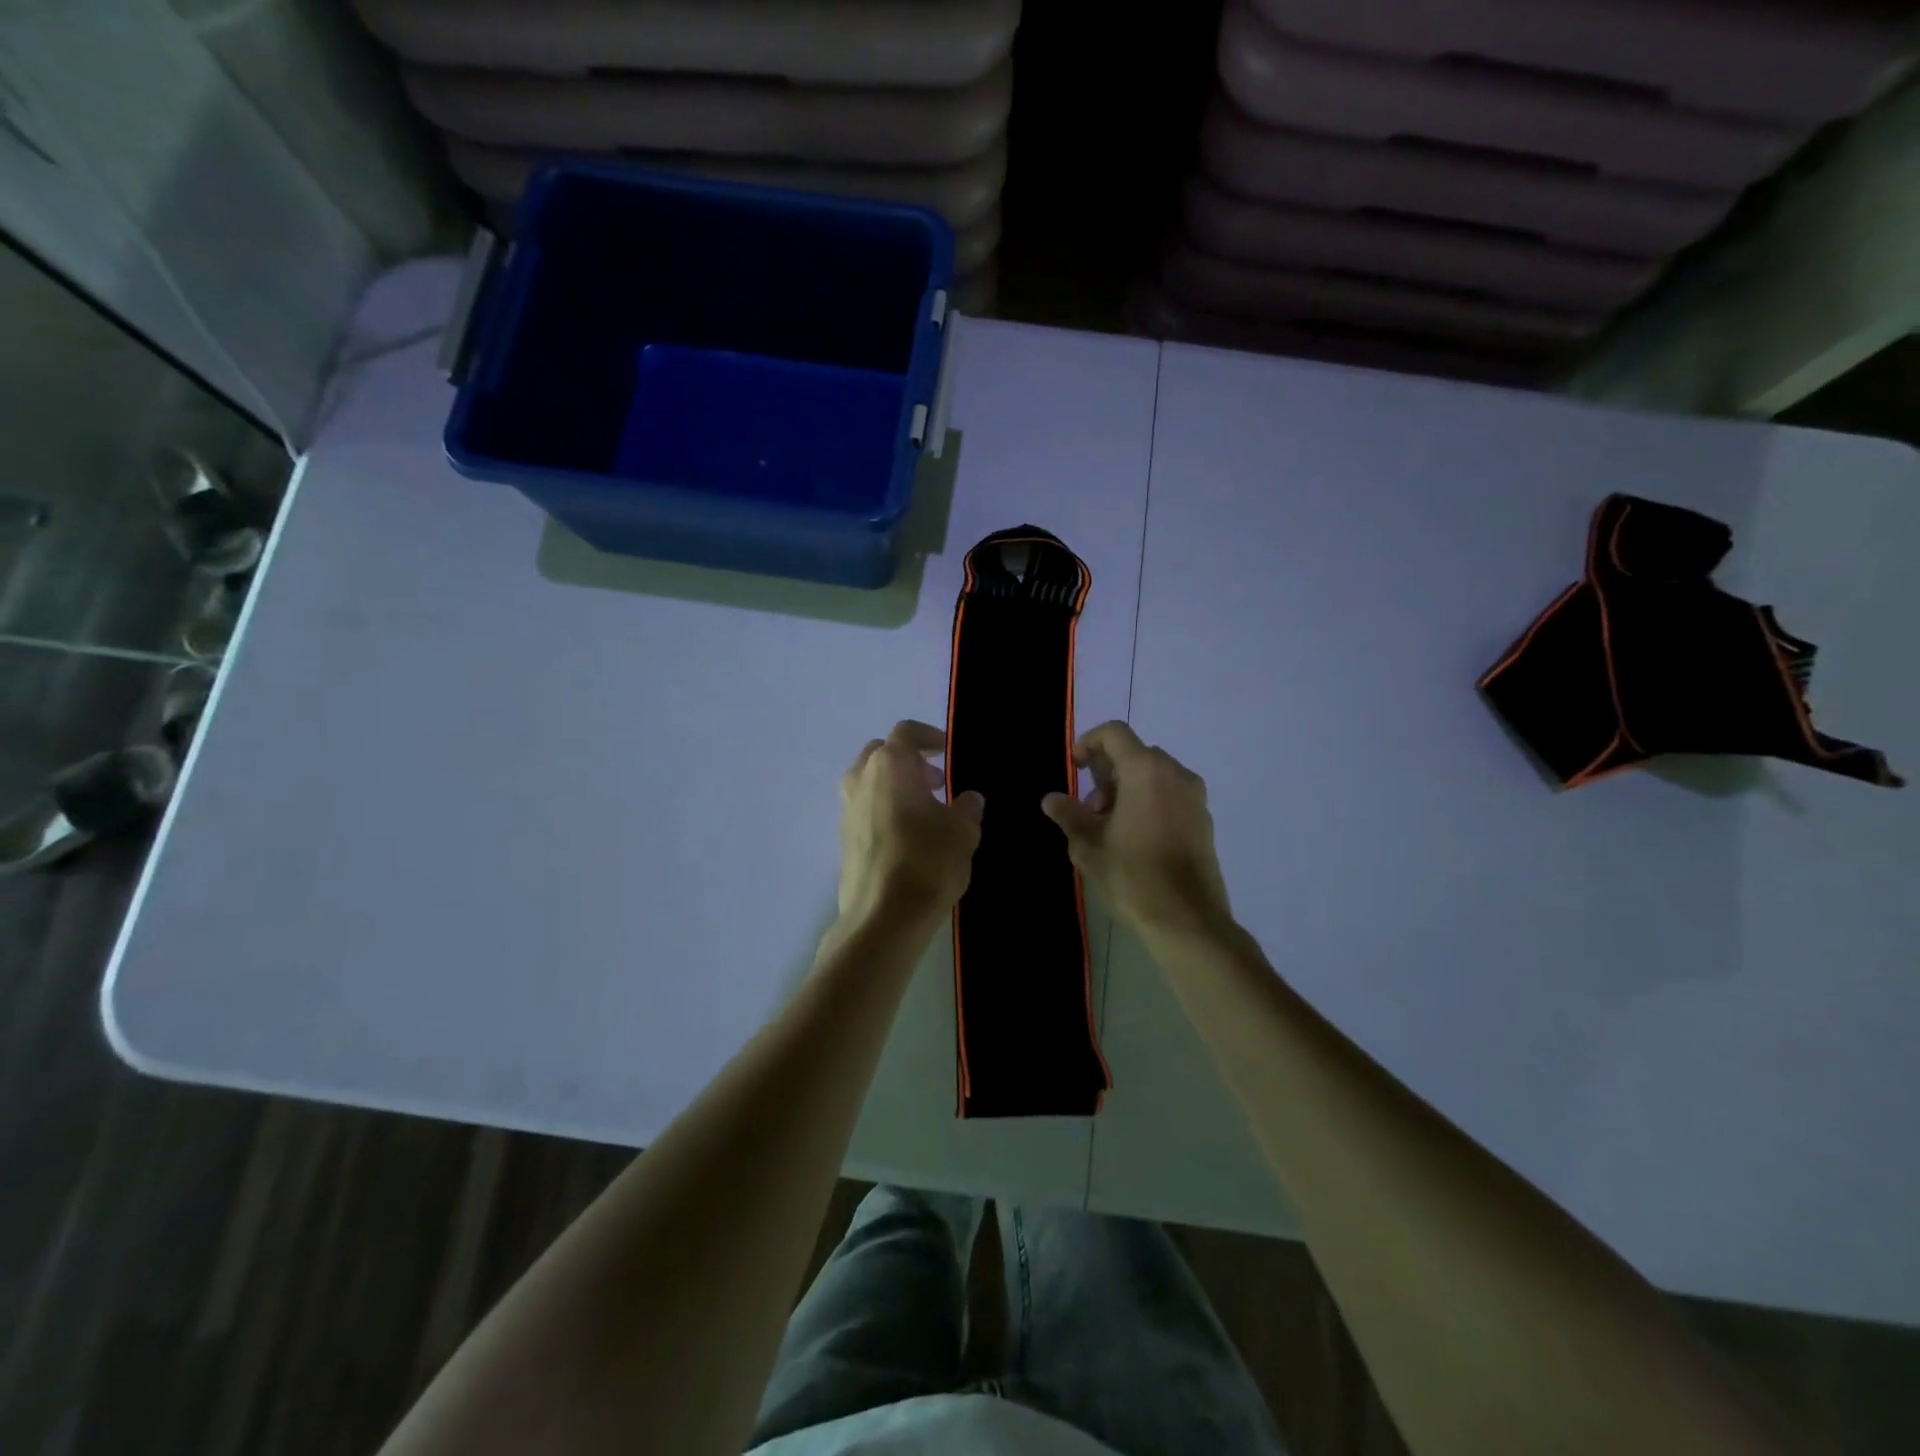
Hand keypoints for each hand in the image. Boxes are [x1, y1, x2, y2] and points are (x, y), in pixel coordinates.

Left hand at [835, 720, 984, 932]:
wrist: (882, 917)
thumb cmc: (927, 862)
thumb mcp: (963, 832)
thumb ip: (967, 808)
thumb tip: (968, 799)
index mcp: (890, 765)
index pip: (906, 732)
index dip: (929, 736)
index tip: (947, 751)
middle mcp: (861, 779)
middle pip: (882, 753)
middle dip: (909, 761)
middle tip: (937, 782)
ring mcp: (847, 809)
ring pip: (869, 781)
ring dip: (895, 786)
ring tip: (925, 811)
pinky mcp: (843, 837)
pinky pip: (865, 808)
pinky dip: (884, 809)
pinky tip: (907, 836)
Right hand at [1042, 722, 1232, 939]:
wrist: (1187, 920)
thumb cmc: (1132, 876)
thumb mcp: (1088, 846)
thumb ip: (1069, 815)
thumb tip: (1051, 799)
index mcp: (1146, 771)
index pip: (1115, 733)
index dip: (1089, 742)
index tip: (1076, 769)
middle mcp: (1176, 774)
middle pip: (1135, 754)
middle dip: (1107, 775)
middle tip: (1091, 811)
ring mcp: (1195, 797)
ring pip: (1154, 776)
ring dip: (1127, 789)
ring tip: (1110, 829)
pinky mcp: (1204, 820)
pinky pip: (1171, 795)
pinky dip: (1149, 802)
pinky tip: (1136, 839)